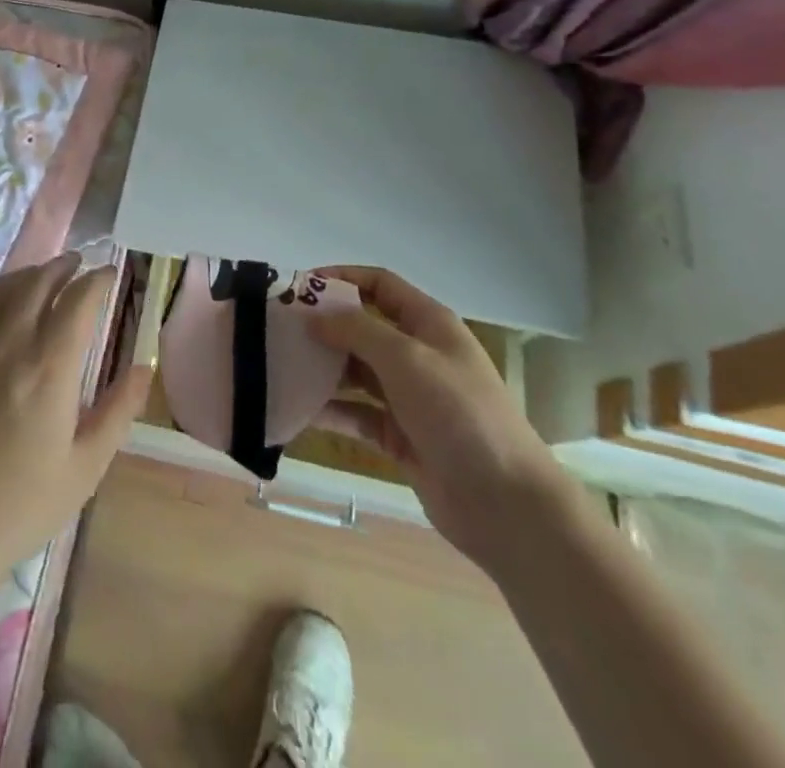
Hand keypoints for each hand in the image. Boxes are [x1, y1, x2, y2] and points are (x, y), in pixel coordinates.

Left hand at [0, 253, 150, 590]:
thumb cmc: (17, 507)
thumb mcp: (84, 468)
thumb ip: (119, 410)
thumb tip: (146, 366)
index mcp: (50, 364)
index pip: (80, 298)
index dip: (99, 279)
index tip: (110, 274)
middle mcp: (10, 339)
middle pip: (40, 280)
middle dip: (64, 266)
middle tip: (79, 264)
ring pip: (4, 287)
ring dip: (29, 274)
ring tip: (44, 275)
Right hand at [309, 266, 577, 577]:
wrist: (505, 504)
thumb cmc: (459, 413)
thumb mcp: (406, 358)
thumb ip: (356, 330)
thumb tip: (315, 317)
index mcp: (428, 324)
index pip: (379, 284)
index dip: (341, 279)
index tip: (299, 288)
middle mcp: (417, 354)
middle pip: (362, 327)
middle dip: (323, 326)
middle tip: (278, 329)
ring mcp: (408, 397)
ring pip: (355, 371)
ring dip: (322, 368)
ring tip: (280, 366)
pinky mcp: (399, 436)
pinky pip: (356, 413)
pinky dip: (329, 410)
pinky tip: (297, 409)